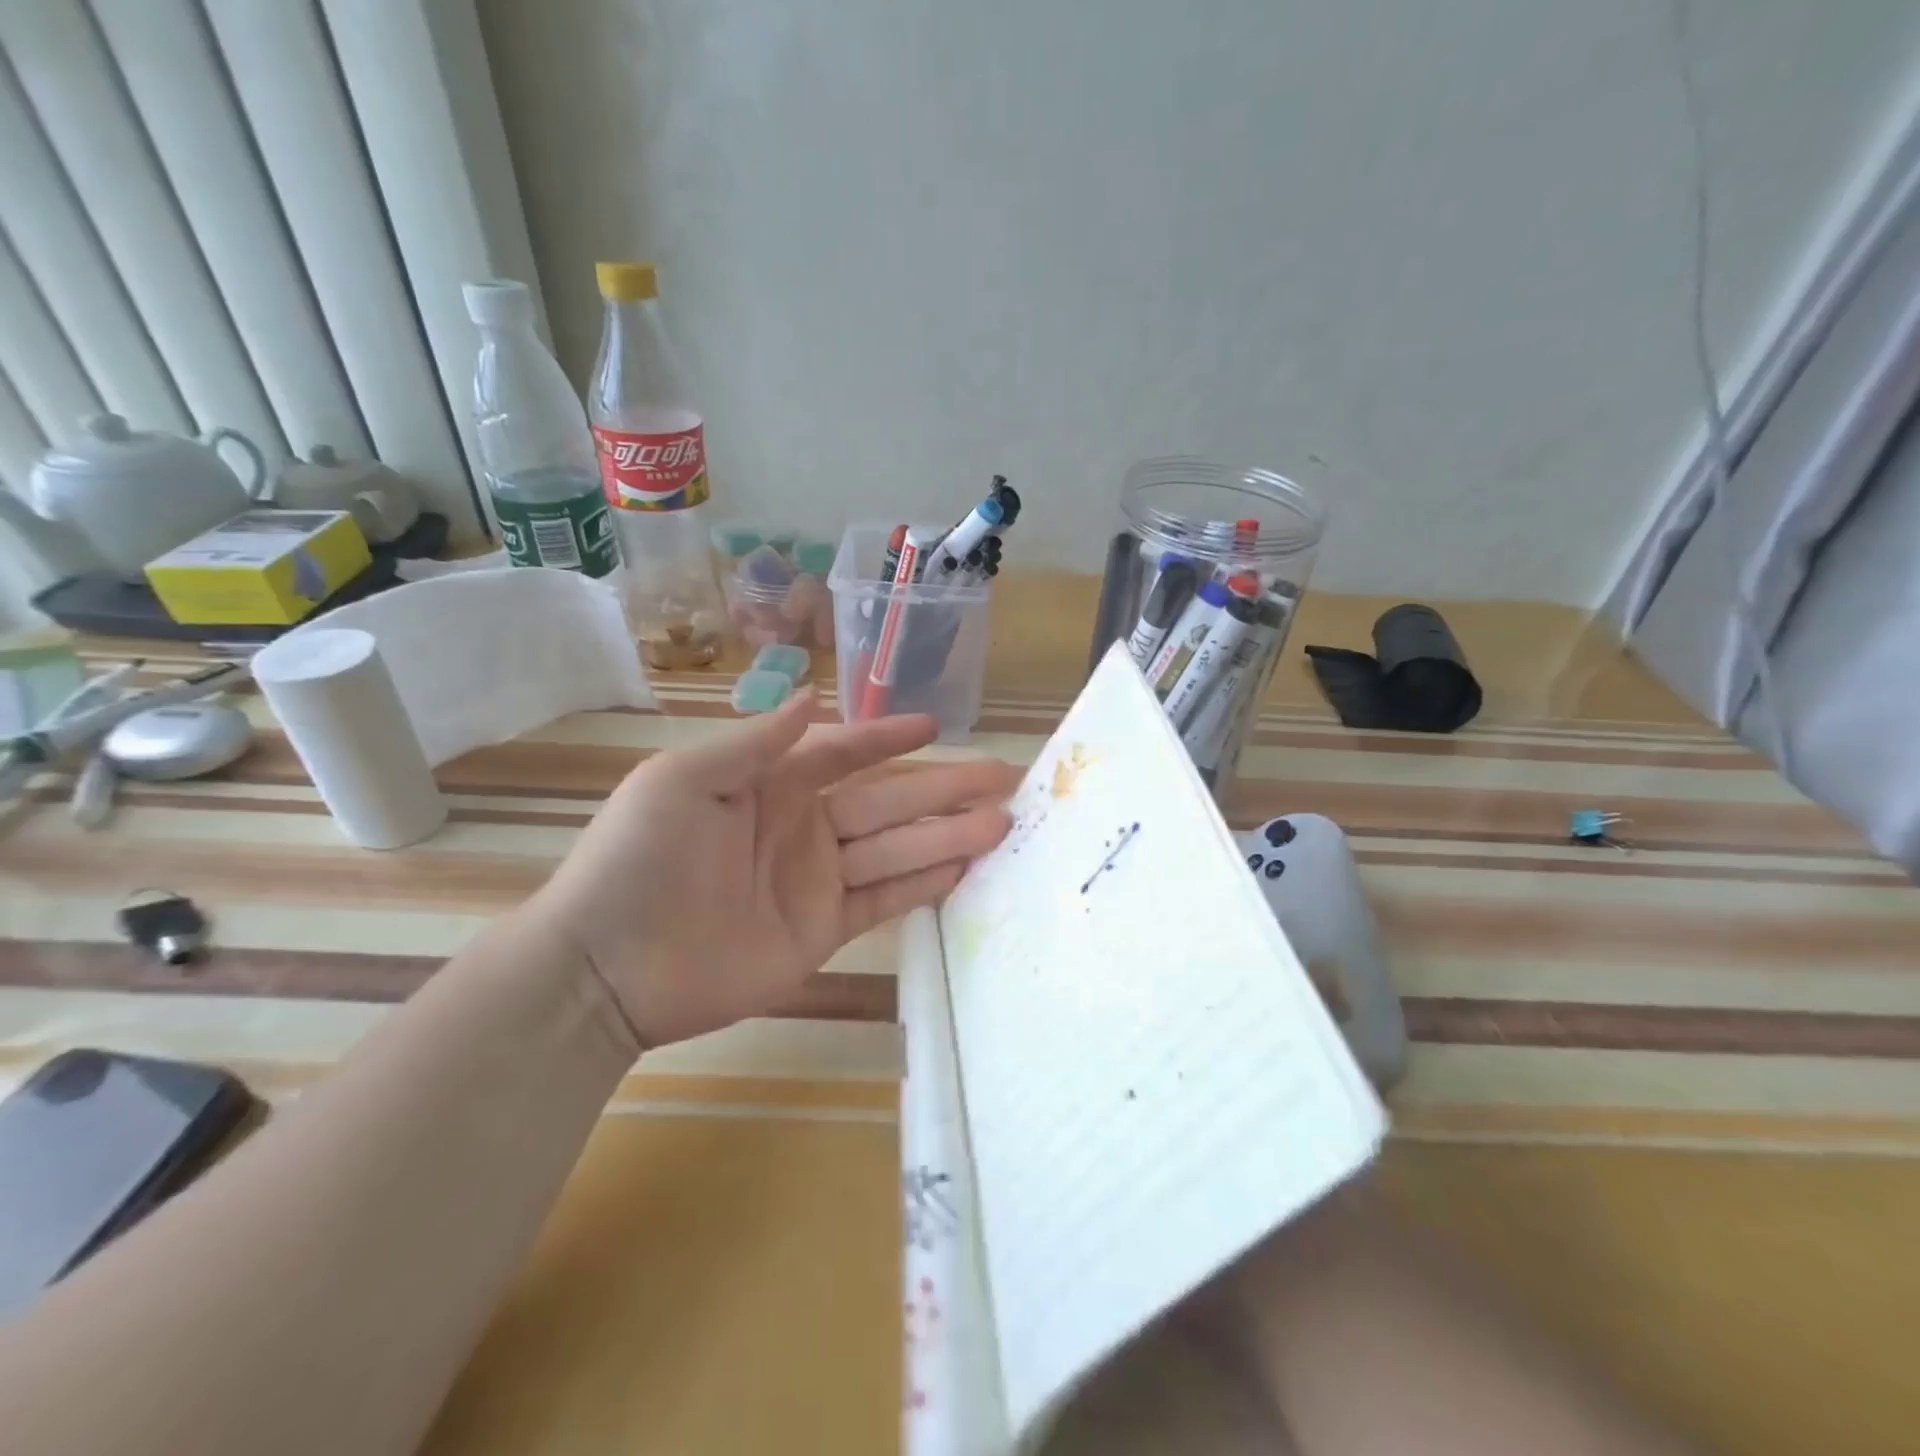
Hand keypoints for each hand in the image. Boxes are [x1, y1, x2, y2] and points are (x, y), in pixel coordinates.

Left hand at [526, 691, 1019, 1050]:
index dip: (888, 738)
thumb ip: (754, 743)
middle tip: (1003, 775)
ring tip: (1003, 821)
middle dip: (944, 787)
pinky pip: (884, 900)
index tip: (935, 725)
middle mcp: (802, 826)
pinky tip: (965, 867)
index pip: (844, 754)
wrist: (606, 967)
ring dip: (948, 834)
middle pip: (887, 801)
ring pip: (896, 849)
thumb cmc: (639, 859)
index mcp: (770, 785)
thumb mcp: (683, 781)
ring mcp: (816, 881)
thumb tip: (809, 699)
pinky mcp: (823, 932)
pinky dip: (924, 883)